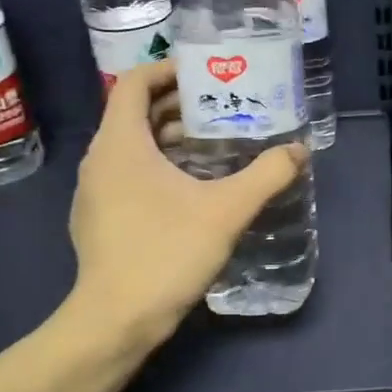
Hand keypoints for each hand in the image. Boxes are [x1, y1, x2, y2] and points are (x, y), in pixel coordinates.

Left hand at [65, 61, 307, 347]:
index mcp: (121, 143)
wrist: (116, 321)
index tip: (206, 73)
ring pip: (130, 146)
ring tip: (213, 144)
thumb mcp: (228, 210)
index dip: (169, 70)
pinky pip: (126, 174)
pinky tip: (190, 188)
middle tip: (221, 106)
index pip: (135, 83)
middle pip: (134, 113)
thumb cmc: (167, 252)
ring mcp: (93, 192)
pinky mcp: (97, 218)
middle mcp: (99, 160)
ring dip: (168, 137)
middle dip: (178, 104)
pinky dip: (156, 165)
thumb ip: (267, 174)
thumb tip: (299, 151)